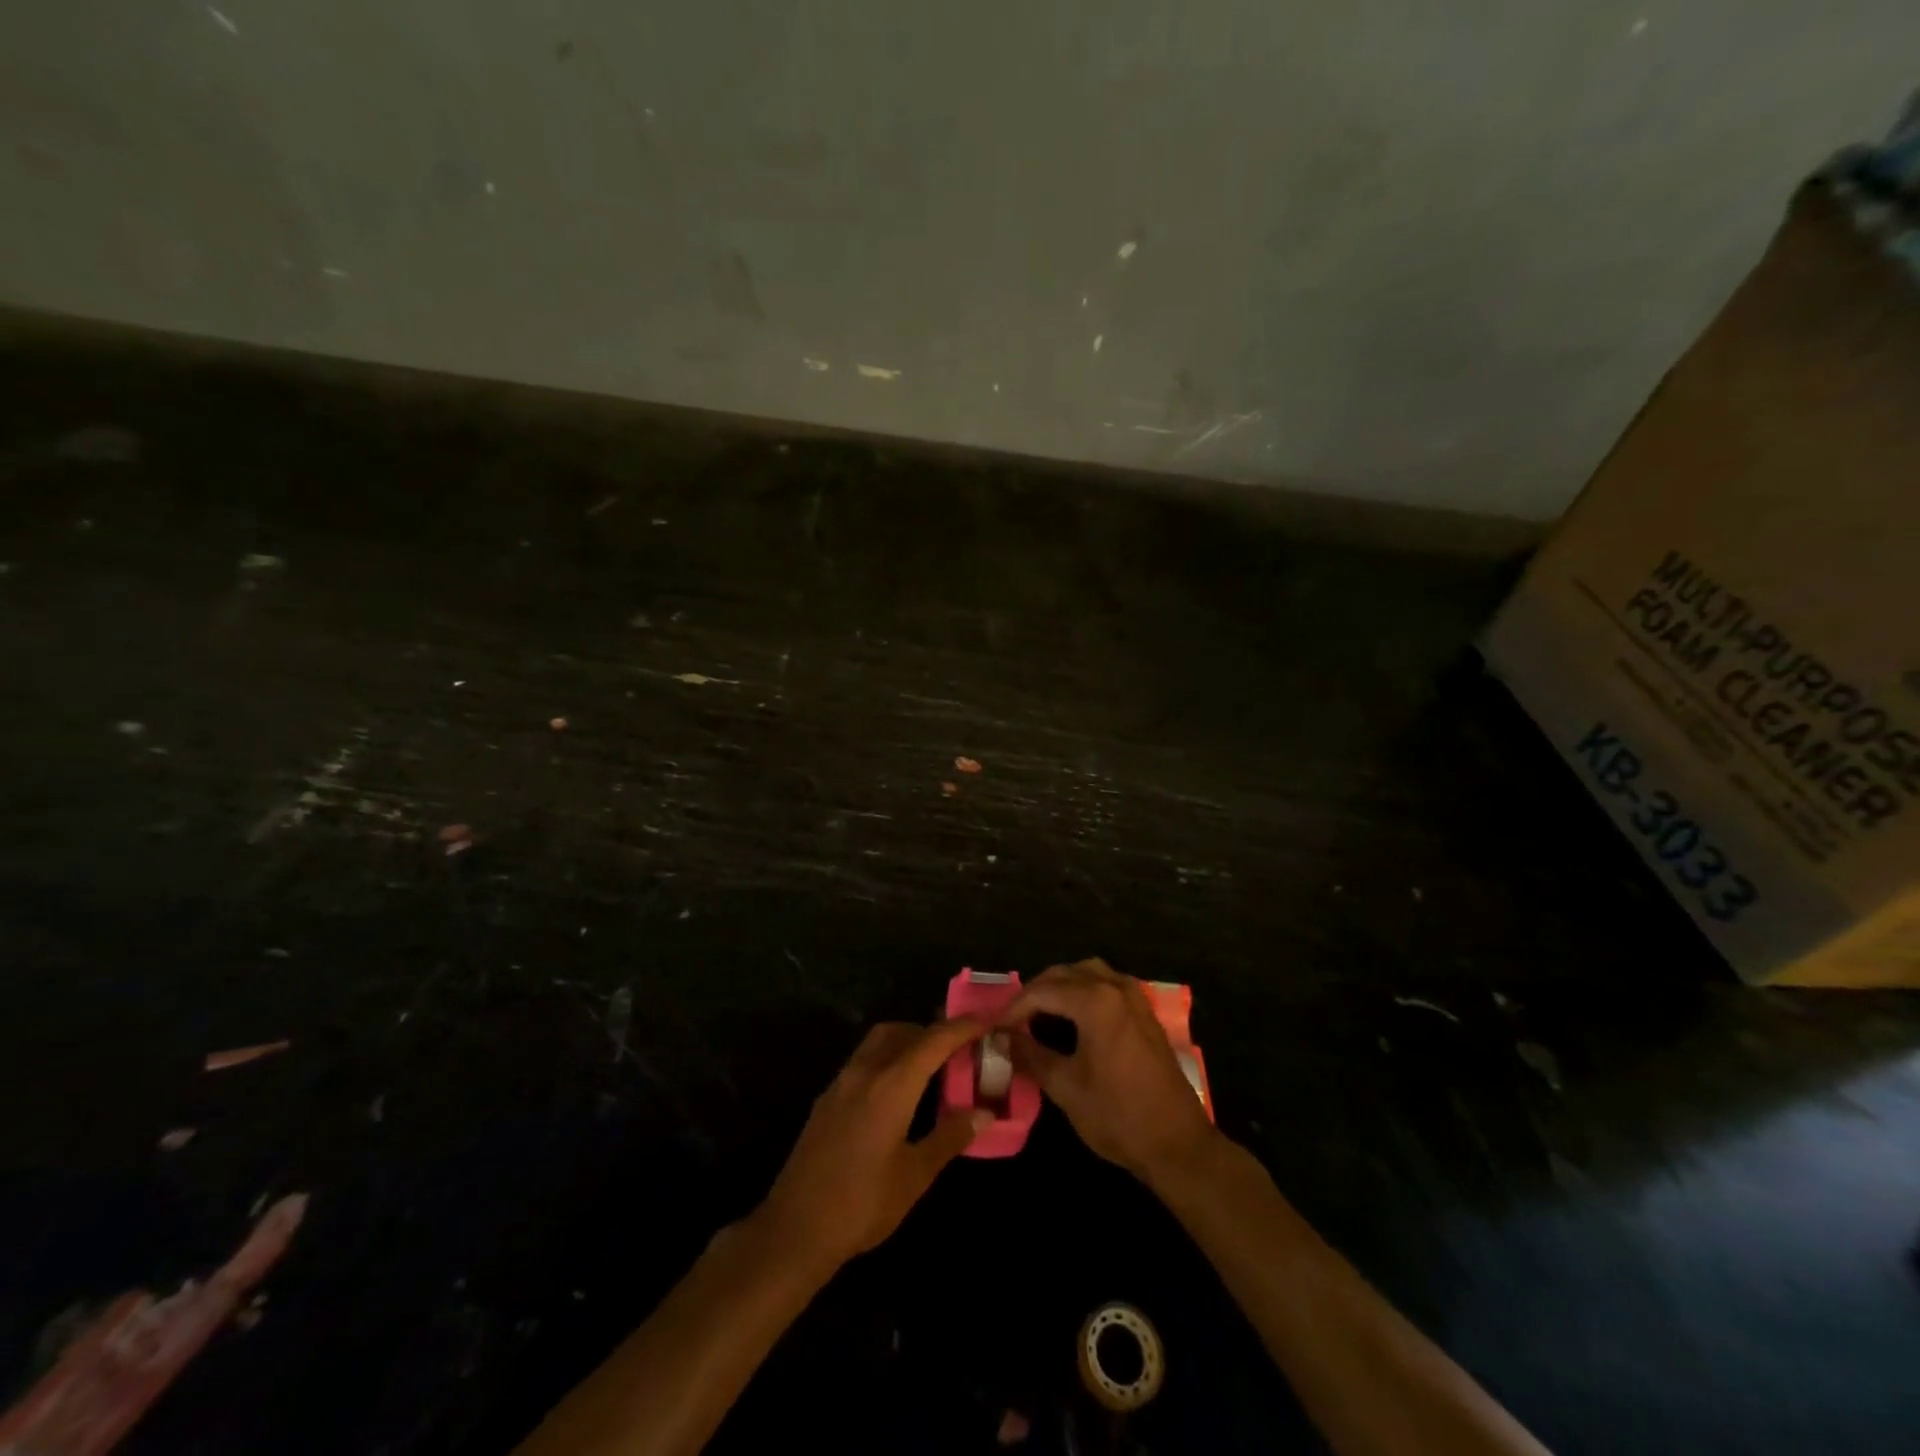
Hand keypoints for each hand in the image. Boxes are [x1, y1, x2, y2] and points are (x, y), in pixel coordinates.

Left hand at [757, 1019, 989, 1269]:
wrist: (794, 1229)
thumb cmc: (862, 1204)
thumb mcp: (915, 1176)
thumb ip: (950, 1137)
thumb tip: (984, 1113)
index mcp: (891, 1085)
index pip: (933, 1041)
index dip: (961, 1027)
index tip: (985, 1020)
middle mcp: (865, 1072)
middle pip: (903, 1031)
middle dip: (933, 1032)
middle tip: (960, 1050)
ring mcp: (841, 1083)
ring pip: (879, 1041)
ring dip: (907, 1041)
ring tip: (932, 1068)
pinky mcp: (827, 1099)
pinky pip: (864, 1060)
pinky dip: (887, 1058)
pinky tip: (898, 1092)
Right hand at [1001, 959, 1217, 1185]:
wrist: (1177, 1143)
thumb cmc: (1118, 1116)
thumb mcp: (1065, 1087)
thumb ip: (1030, 1055)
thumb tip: (1002, 1039)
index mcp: (1095, 1002)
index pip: (1041, 992)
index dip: (1014, 1008)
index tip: (994, 1028)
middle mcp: (1115, 987)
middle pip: (1064, 974)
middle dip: (1035, 993)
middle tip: (1012, 1021)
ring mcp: (1134, 996)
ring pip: (1087, 972)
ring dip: (1060, 986)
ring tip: (1039, 1014)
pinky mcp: (1144, 1010)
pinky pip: (1106, 983)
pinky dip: (1083, 990)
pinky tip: (1072, 1016)